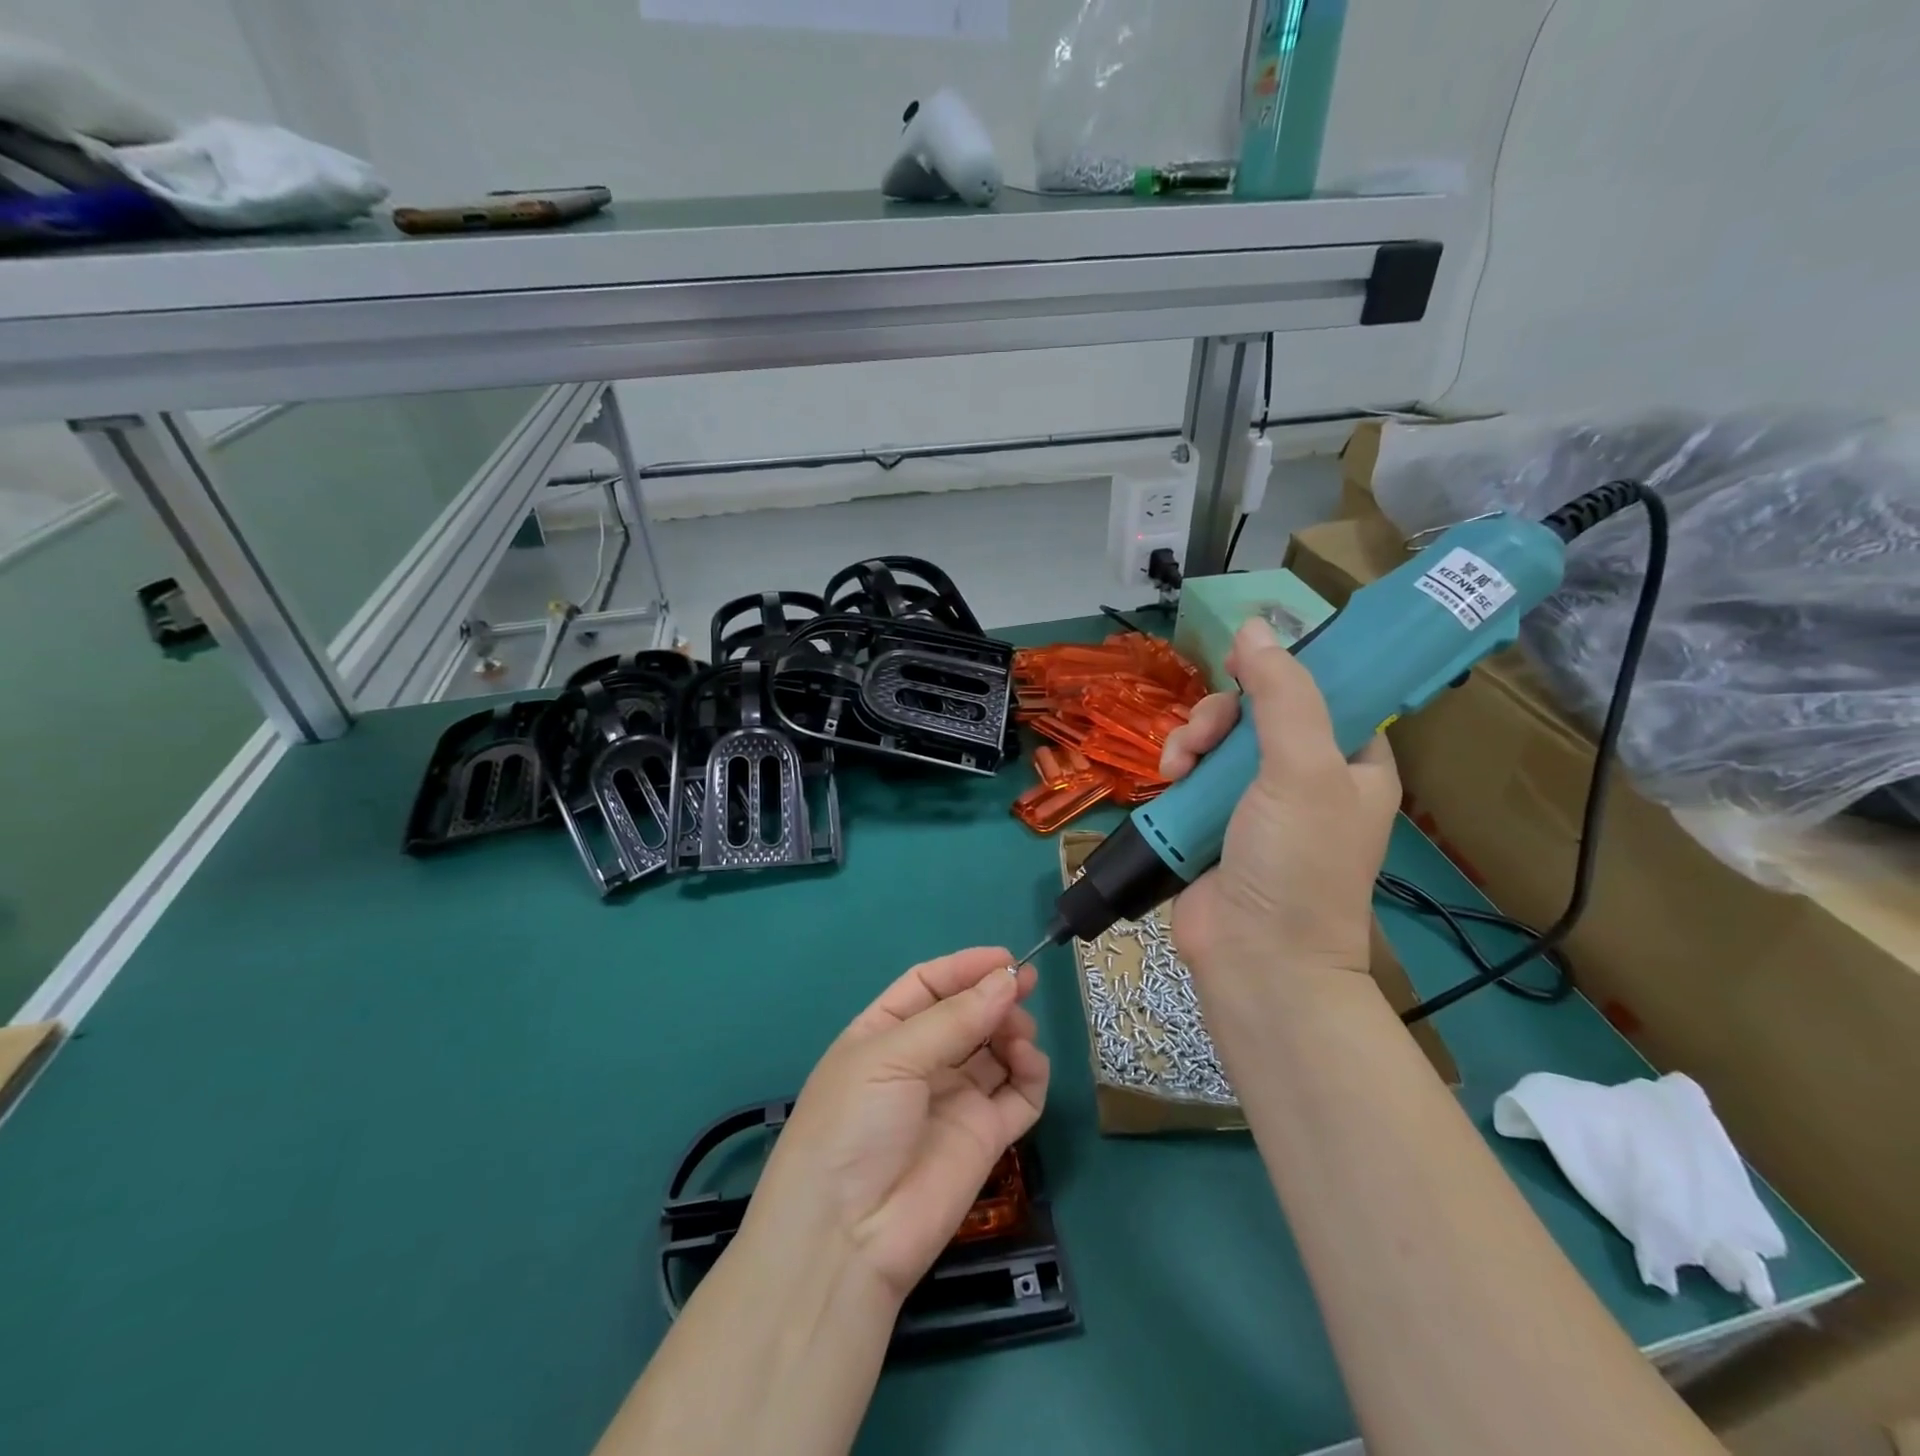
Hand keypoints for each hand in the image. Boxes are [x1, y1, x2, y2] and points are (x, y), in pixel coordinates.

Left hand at [746, 948, 1049, 1303]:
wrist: (848, 1238)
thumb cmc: (853, 1125)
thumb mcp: (891, 1057)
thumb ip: (955, 1018)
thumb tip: (1008, 979)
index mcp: (884, 1033)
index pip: (929, 985)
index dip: (965, 968)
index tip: (1006, 958)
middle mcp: (920, 1062)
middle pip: (967, 1014)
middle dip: (995, 996)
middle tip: (1025, 987)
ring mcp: (954, 1099)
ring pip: (996, 1049)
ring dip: (1012, 1031)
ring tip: (1018, 1033)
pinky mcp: (985, 1137)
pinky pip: (1019, 1094)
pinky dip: (1031, 1073)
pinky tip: (1027, 1063)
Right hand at [1159, 618, 1400, 983]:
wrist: (1255, 958)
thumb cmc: (1296, 863)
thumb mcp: (1302, 769)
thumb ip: (1282, 695)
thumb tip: (1255, 626)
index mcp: (1351, 761)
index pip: (1326, 693)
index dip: (1286, 670)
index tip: (1243, 662)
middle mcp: (1306, 777)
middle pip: (1259, 711)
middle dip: (1224, 714)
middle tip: (1208, 734)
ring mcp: (1255, 802)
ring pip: (1219, 740)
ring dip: (1194, 739)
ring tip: (1179, 763)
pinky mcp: (1212, 822)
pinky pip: (1193, 773)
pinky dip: (1178, 768)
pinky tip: (1167, 777)